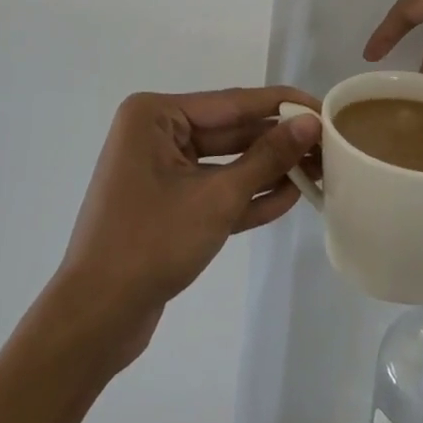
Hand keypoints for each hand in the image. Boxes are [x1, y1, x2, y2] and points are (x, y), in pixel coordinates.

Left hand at [57, 86, 319, 363]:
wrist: (94, 320)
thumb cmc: (151, 243)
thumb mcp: (217, 198)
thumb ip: (267, 158)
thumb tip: (311, 124)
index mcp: (156, 116)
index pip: (233, 102)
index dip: (282, 105)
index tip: (324, 107)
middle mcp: (156, 134)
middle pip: (231, 131)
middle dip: (278, 141)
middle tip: (328, 144)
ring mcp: (160, 171)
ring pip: (226, 162)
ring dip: (267, 170)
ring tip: (318, 171)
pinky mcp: (168, 205)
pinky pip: (214, 190)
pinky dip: (247, 195)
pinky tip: (289, 197)